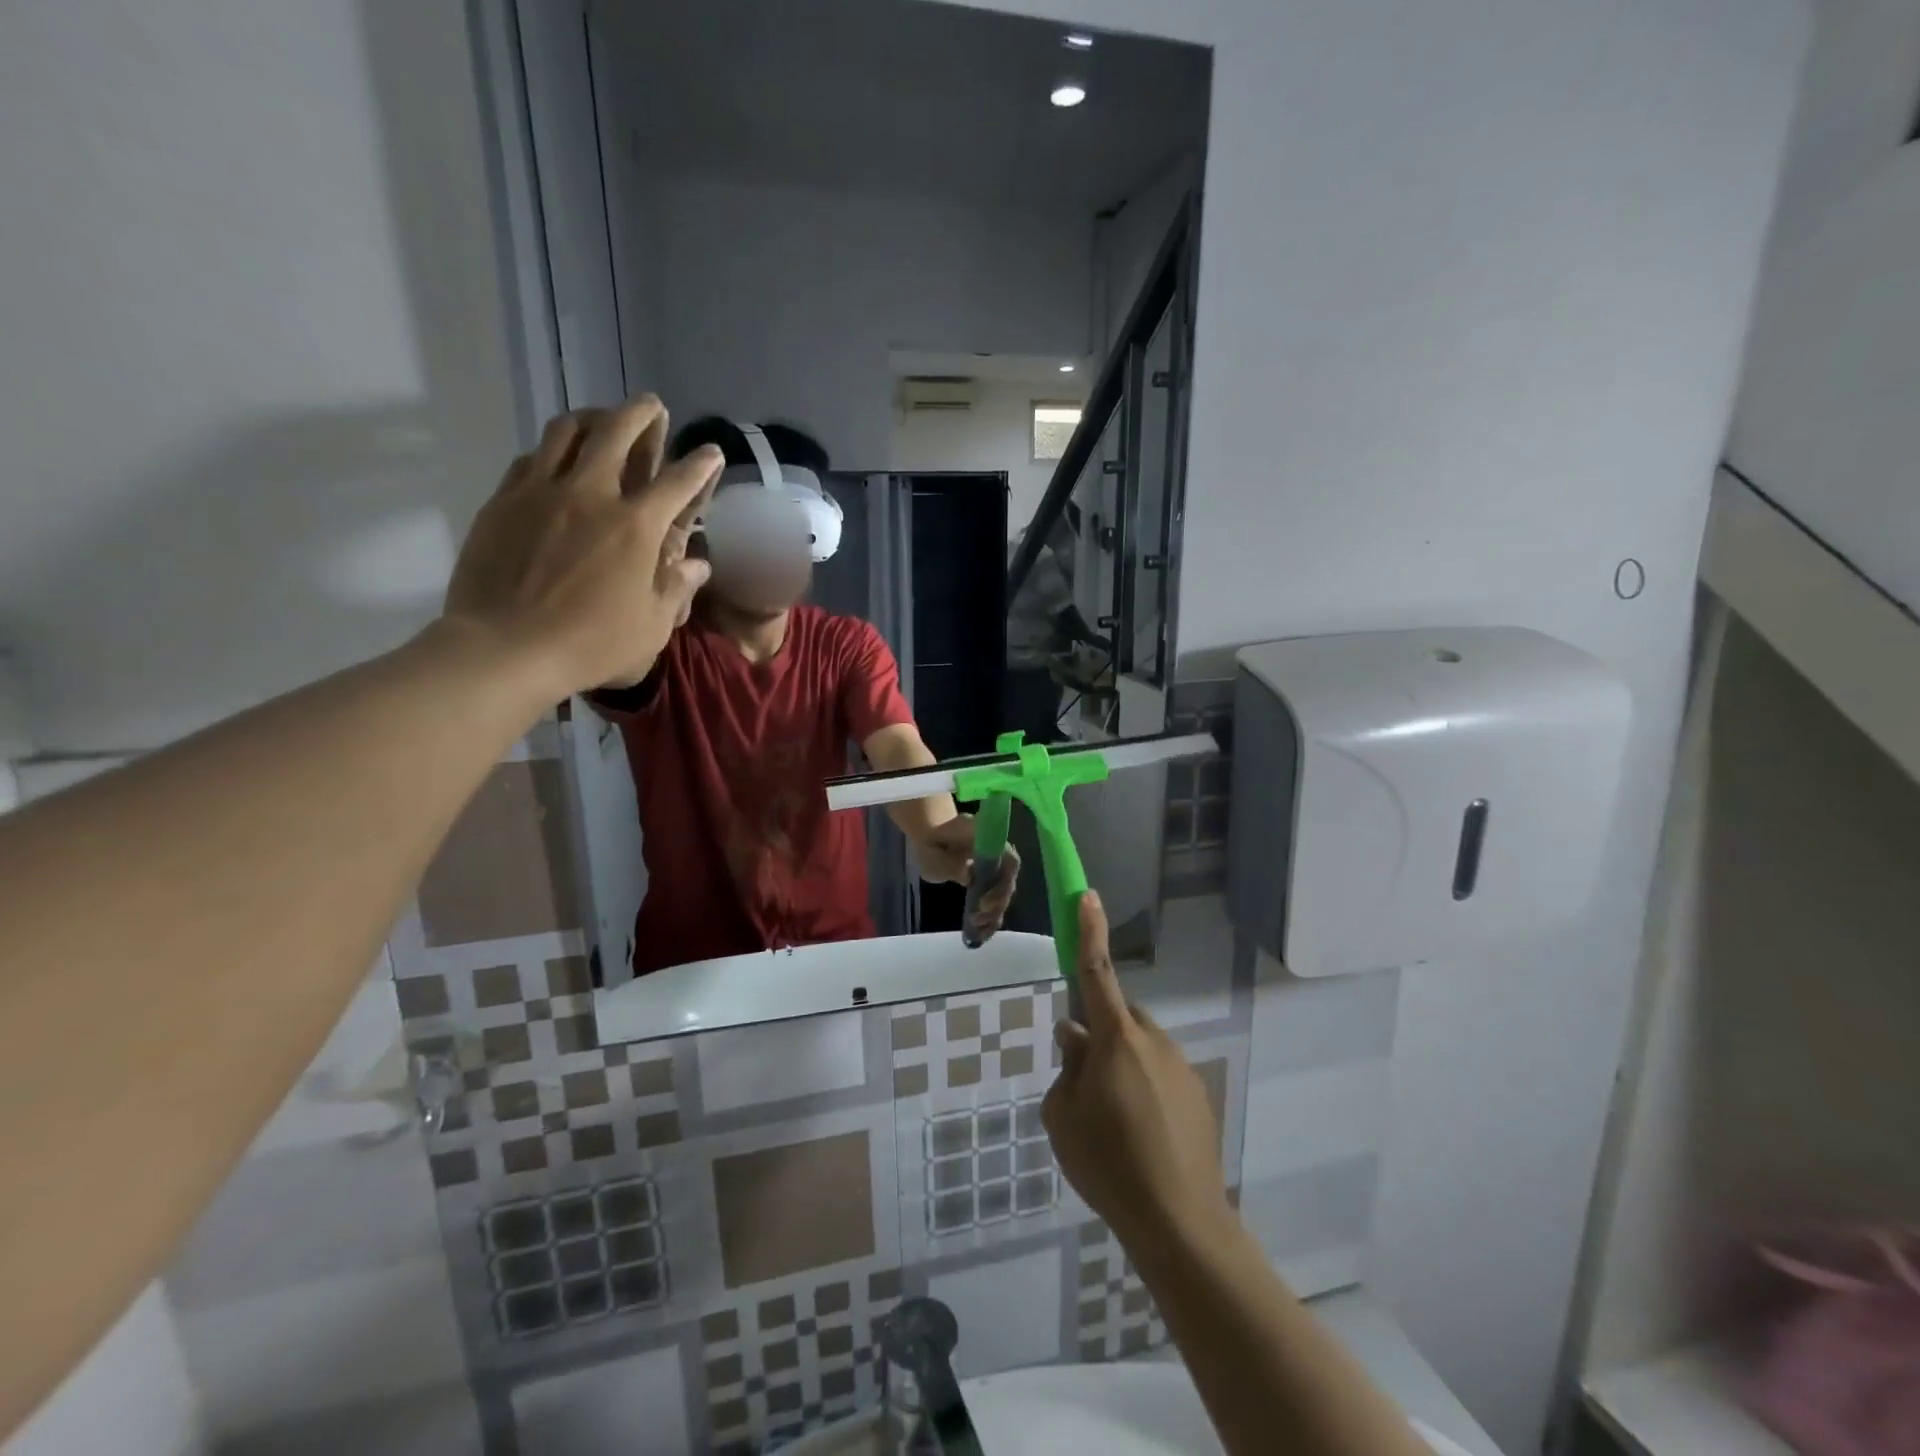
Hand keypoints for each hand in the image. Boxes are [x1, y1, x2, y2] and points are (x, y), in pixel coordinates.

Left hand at [442, 397, 721, 696]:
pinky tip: (555, 459)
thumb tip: (697, 565)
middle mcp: (590, 494)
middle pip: (616, 432)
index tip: (711, 452)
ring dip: (591, 417)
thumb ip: (676, 589)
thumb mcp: (652, 627)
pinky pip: (531, 458)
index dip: (700, 465)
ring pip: (567, 431)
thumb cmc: (591, 644)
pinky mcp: (503, 500)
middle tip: (651, 406)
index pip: (677, 482)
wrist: (505, 648)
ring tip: (601, 418)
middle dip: (640, 414)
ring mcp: (541, 492)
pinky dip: (551, 450)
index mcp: (635, 526)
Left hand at [913, 818, 1019, 939]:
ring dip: (994, 914)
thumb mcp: (932, 851)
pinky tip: (981, 934)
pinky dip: (990, 919)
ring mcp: (995, 869)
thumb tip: (968, 875)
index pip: (1009, 860)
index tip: (984, 901)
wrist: (932, 837)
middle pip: (1008, 881)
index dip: (1003, 883)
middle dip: (997, 903)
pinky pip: (997, 901)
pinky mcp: (990, 883)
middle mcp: (998, 854)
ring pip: (1004, 894)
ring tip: (977, 928)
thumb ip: (949, 863)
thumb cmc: (931, 841)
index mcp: (988, 839)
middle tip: (978, 916)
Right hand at [1043, 892, 1233, 1246]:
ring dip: (1123, 1066)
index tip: (1087, 896)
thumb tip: (1075, 1036)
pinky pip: (1161, 1075)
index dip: (1089, 932)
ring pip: (1140, 1048)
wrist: (1180, 1223)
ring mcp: (1181, 1067)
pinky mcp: (1198, 1095)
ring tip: (1114, 1121)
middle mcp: (1153, 1041)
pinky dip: (1145, 1090)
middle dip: (1102, 1033)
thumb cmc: (1109, 1162)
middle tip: (1085, 1080)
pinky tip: (1141, 1137)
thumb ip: (1068, 1067)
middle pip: (1120, 1017)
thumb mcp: (1063, 1115)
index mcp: (1116, 1038)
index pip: (1096, 973)